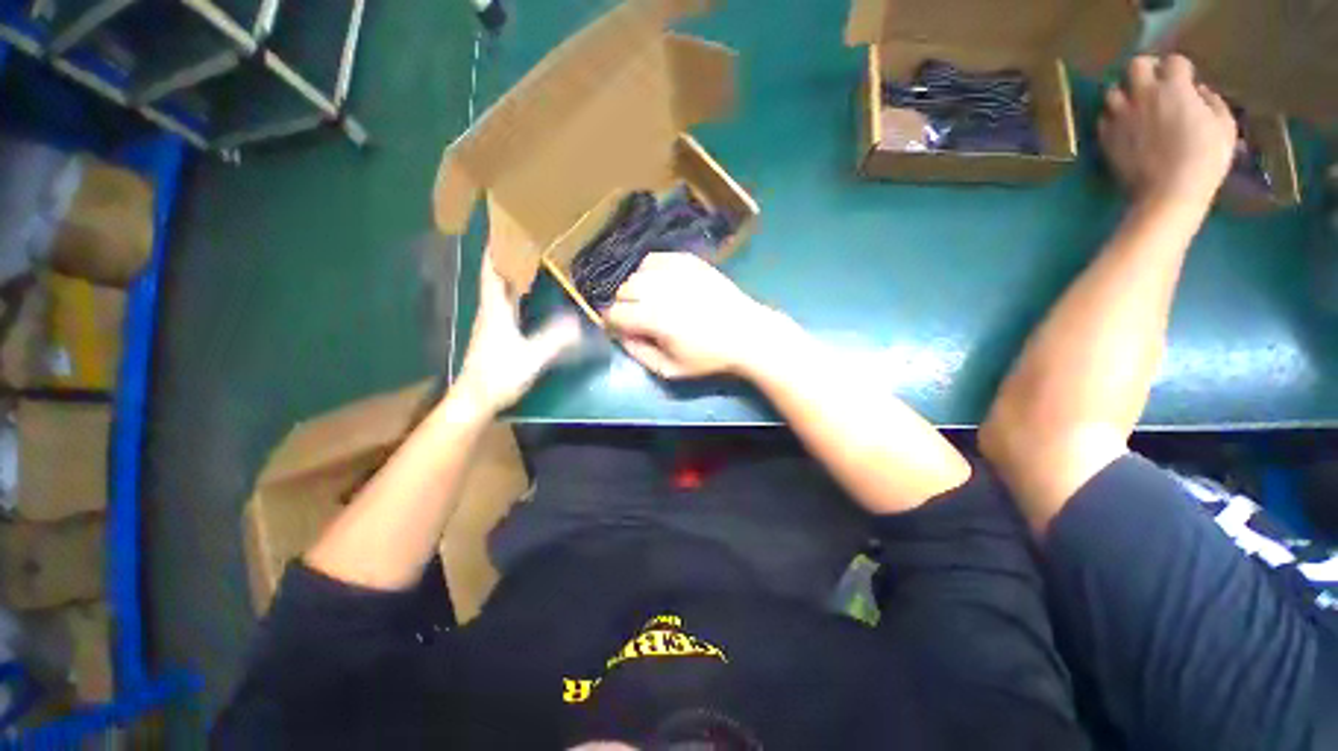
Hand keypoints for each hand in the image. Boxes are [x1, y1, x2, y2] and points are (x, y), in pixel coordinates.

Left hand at [455, 252, 581, 413]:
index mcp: (494, 310)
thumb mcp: (531, 357)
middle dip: (507, 256)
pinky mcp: (496, 334)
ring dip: (512, 273)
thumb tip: (578, 321)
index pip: (491, 271)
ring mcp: (492, 323)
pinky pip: (506, 304)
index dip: (495, 249)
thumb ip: (554, 339)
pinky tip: (529, 294)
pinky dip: (516, 292)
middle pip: (495, 276)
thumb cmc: (499, 375)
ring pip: (500, 290)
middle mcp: (490, 311)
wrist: (476, 400)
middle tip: (527, 240)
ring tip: (531, 260)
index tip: (503, 228)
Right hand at [604, 253, 793, 378]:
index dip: (613, 324)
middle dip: (625, 306)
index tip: (622, 330)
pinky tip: (661, 283)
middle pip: (623, 290)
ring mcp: (676, 271)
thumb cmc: (709, 356)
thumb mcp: (671, 369)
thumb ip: (639, 354)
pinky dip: (650, 270)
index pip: (615, 314)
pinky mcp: (688, 260)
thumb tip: (620, 337)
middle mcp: (661, 289)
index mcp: (655, 318)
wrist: (747, 333)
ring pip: (637, 273)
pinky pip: (654, 259)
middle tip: (639, 318)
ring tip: (651, 301)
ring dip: (637, 289)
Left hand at [1100, 55, 1236, 206]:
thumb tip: (1199, 92)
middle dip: (1146, 69)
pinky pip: (1102, 119)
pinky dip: (1111, 118)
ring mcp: (1121, 116)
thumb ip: (1212, 102)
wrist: (1168, 191)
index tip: (1186, 80)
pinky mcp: (1105, 138)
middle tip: (1155, 82)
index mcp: (1174, 88)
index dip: (1181, 68)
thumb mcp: (1225, 126)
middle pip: (1136, 65)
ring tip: (1135, 105)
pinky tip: (1123, 126)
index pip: (1174, 61)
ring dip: (1124, 94)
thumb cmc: (1204, 160)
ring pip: (1112, 91)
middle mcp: (1143, 96)